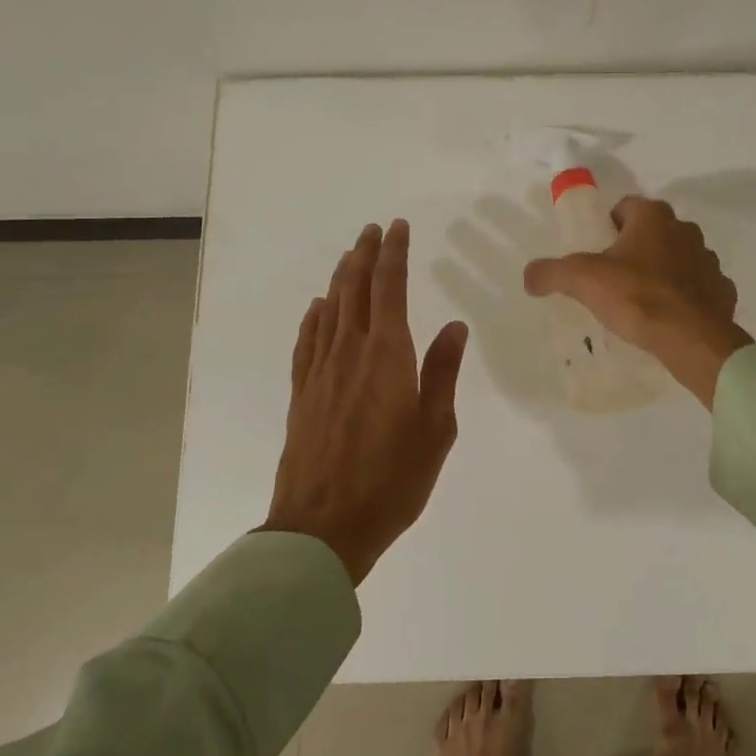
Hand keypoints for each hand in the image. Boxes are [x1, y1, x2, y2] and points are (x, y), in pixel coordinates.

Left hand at [262, 220, 469, 584]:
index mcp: (387, 356)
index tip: (398, 228)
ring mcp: (320, 372)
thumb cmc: (392, 481)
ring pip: (329, 310)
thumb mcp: (436, 429)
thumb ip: (442, 373)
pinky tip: (317, 308)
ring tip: (350, 256)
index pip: (389, 289)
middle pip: (355, 290)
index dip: (394, 254)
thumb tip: (454, 326)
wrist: (323, 527)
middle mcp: (350, 353)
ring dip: (341, 279)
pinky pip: (306, 342)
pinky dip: (313, 318)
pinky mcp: (301, 394)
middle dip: (365, 255)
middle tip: (373, 230)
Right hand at [522, 196, 752, 408]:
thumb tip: (530, 276)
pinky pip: (698, 288)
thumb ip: (551, 272)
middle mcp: (686, 230)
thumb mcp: (582, 281)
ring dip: (662, 272)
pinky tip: (668, 318)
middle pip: (653, 233)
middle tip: (613, 279)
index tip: (596, 252)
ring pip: (678, 259)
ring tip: (640, 302)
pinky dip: (684, 298)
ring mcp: (708, 261)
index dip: (607, 226)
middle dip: (635, 249)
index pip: (625, 207)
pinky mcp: (722, 291)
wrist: (690, 338)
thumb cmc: (636, 297)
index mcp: (653, 217)